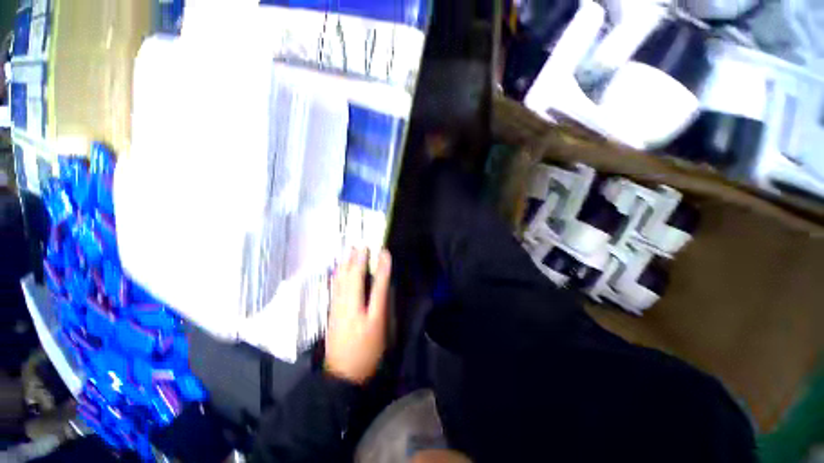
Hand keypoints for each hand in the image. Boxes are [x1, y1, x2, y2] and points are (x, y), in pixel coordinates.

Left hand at [325, 248, 391, 384]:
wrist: (343, 374)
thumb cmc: (368, 351)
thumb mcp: (381, 329)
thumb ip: (382, 304)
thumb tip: (385, 284)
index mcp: (365, 313)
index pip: (375, 285)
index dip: (381, 267)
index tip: (383, 251)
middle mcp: (349, 307)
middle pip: (352, 279)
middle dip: (357, 260)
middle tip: (361, 245)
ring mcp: (338, 309)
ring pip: (341, 282)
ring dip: (346, 264)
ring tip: (349, 251)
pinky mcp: (332, 313)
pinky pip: (334, 289)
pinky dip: (337, 275)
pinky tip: (338, 269)